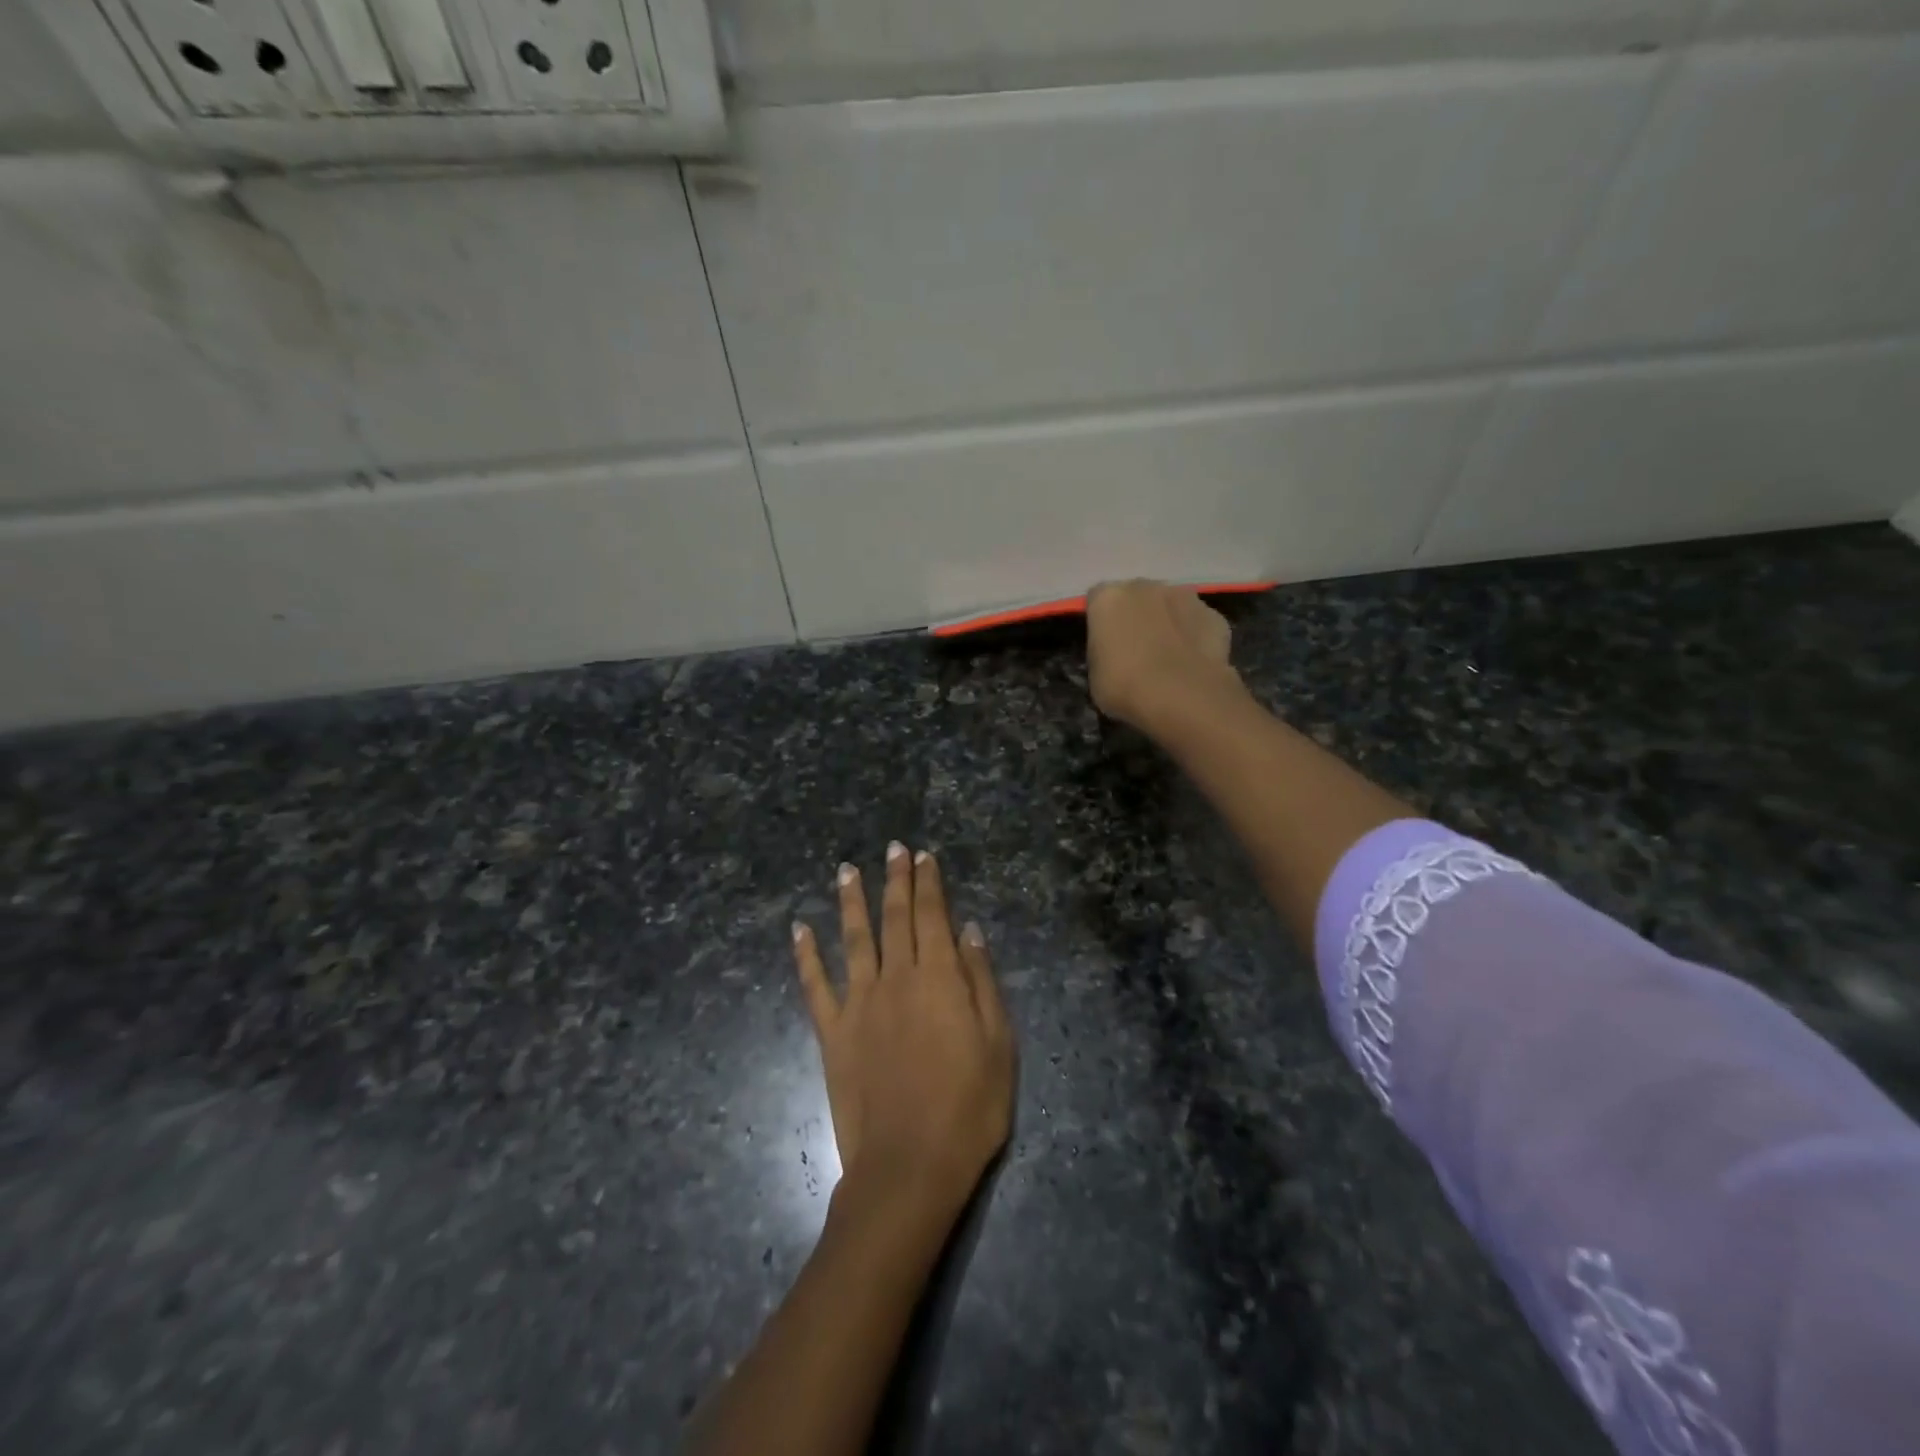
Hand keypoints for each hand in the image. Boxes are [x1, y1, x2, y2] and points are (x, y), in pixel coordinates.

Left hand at [792, 845, 1015, 1215]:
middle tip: (893, 848)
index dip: (929, 884)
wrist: (909, 1167)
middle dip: (896, 879)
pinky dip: (806, 955)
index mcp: (938, 978)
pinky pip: (815, 985)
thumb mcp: (998, 1044)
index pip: (933, 916)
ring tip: (847, 869)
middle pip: (895, 918)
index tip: (924, 856)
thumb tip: (969, 931)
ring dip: (851, 900)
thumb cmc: (968, 1109)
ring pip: (854, 938)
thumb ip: (981, 982)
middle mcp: (895, 978)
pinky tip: (799, 929)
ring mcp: (859, 1004)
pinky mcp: (832, 1033)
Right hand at [1086, 579, 1241, 733]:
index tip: (1103, 645)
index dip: (1100, 623)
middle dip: (1135, 616)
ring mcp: (1184, 596)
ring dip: (1166, 622)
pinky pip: (1197, 623)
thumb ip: (1102, 653)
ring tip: (1168, 657)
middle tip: (1135, 650)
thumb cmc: (1125, 687)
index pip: (1096, 601)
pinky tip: (1193, 663)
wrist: (1182, 697)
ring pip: (1170, 605)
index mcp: (1108, 597)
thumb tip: (1113, 653)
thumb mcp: (1095, 675)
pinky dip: (1194, 636)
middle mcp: (1145, 586)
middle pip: (1136, 597)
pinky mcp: (1214, 615)